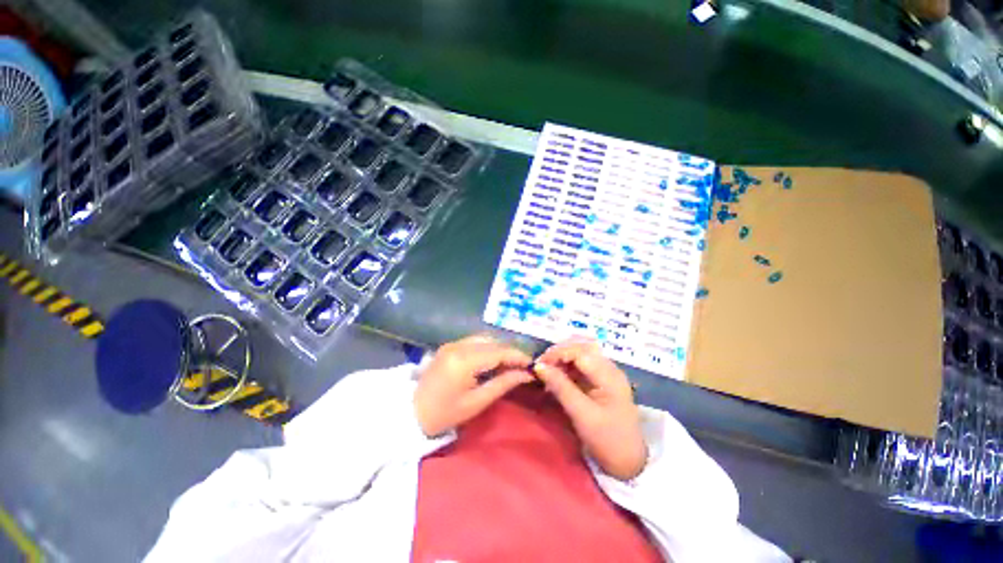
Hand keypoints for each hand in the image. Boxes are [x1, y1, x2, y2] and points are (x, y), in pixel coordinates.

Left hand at [414, 335, 533, 436]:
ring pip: (485, 339)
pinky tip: (493, 360)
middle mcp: (459, 344)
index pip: (499, 351)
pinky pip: (475, 341)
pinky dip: (488, 348)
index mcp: (465, 359)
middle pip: (493, 342)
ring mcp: (453, 343)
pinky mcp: (449, 345)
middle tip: (523, 367)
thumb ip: (503, 383)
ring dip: (500, 349)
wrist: (411, 413)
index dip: (518, 356)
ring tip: (510, 364)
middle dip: (511, 352)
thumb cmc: (444, 414)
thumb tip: (526, 375)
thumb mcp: (477, 402)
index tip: (533, 364)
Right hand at [533, 338, 646, 480]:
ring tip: (547, 371)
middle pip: (582, 347)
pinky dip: (567, 367)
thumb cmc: (607, 439)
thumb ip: (560, 387)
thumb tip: (539, 366)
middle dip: (560, 352)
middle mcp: (609, 368)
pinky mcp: (601, 381)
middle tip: (542, 365)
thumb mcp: (581, 414)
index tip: (539, 364)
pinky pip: (582, 365)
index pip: (580, 351)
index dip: (558, 353)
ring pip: (581, 354)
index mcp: (609, 375)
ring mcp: (606, 373)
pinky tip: (557, 377)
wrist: (628, 461)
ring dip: (563, 358)